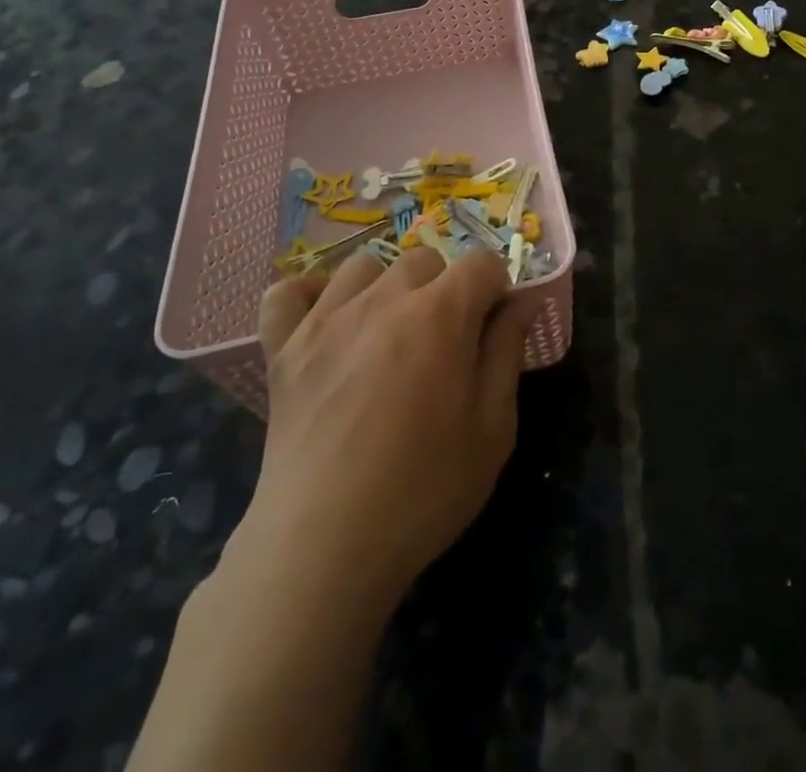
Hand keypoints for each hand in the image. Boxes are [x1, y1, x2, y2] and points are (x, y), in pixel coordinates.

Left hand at [247, 247, 541, 608]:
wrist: (324, 546)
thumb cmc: (423, 489)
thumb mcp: (493, 429)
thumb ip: (507, 352)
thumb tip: (521, 302)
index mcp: (441, 314)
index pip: (481, 263)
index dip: (496, 288)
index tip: (493, 326)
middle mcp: (384, 298)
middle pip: (425, 258)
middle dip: (445, 287)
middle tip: (444, 341)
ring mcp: (326, 318)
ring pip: (364, 265)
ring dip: (386, 286)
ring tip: (389, 331)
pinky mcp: (283, 347)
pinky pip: (287, 292)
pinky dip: (307, 295)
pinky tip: (326, 320)